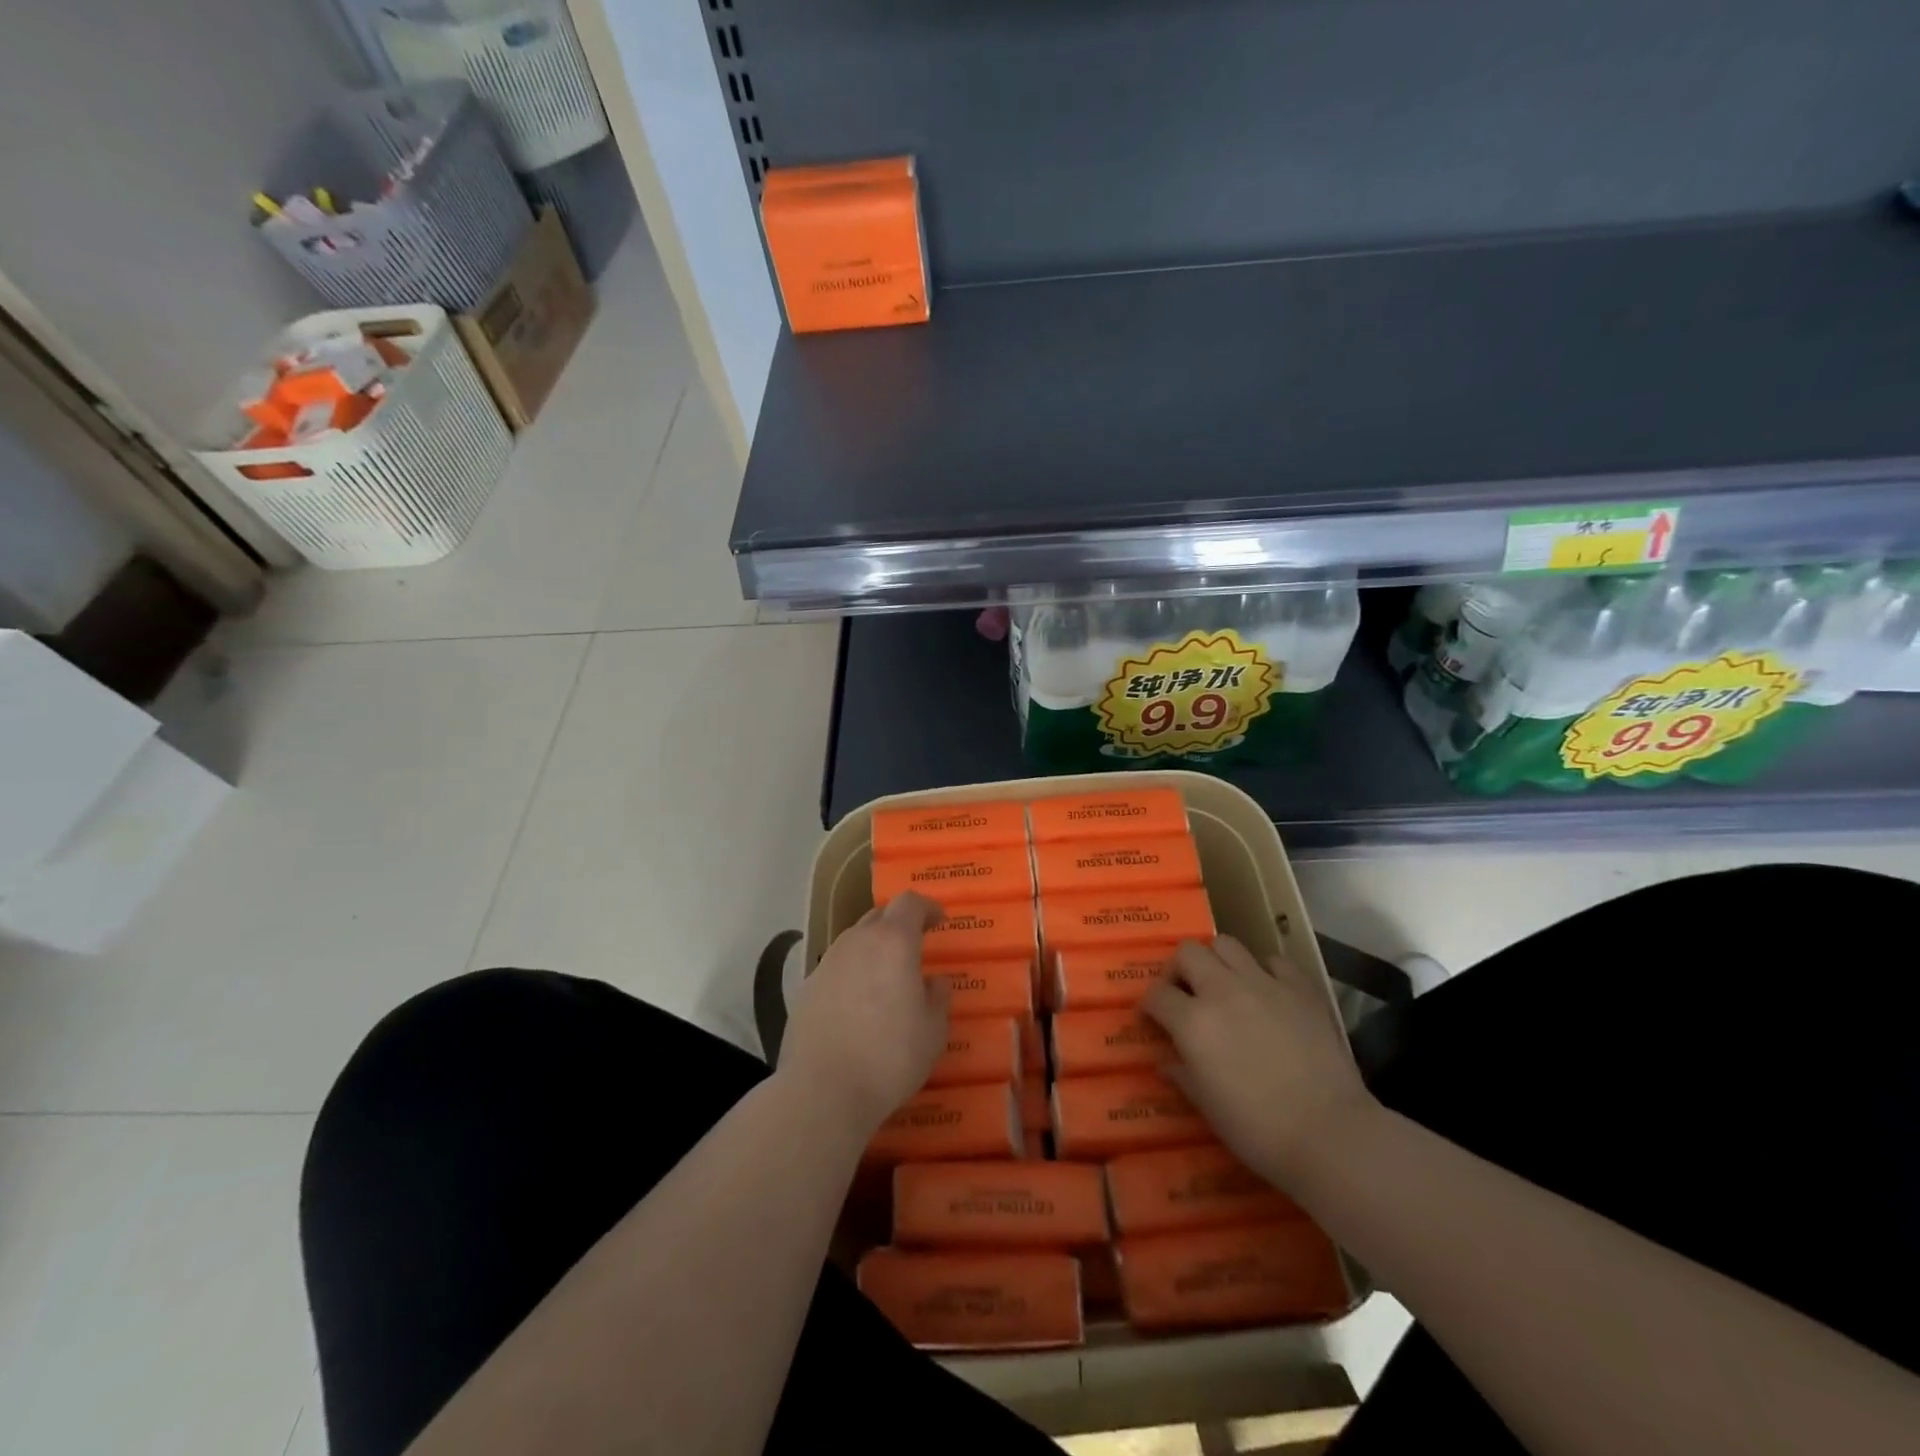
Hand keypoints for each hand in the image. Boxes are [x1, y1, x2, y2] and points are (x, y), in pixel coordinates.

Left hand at [777, 892, 951, 1134]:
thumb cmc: (890, 1056)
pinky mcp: (806, 989)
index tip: (939, 920)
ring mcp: (827, 963)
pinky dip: (851, 975)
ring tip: (886, 979)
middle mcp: (857, 942)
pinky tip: (857, 1006)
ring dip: (873, 950)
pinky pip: (836, 969)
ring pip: (854, 942)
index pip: (910, 903)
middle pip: (879, 917)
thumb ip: (938, 998)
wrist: (822, 1090)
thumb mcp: (933, 1031)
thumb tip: (935, 981)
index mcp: (893, 942)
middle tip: (914, 946)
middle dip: (899, 925)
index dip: (927, 907)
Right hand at [1142, 936, 1376, 1188]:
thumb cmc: (1258, 1129)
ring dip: (1217, 961)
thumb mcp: (1207, 1107)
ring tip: (1224, 985)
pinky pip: (1275, 962)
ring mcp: (1264, 984)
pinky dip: (1265, 971)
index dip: (1150, 1004)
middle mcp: (1222, 991)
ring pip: (1227, 944)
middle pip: (1187, 952)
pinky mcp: (1300, 989)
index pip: (1156, 994)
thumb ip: (1181, 1074)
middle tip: (1186, 993)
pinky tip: (1267, 992)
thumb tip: (1165, 1060)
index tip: (1153, 1017)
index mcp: (1193, 1022)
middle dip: (1179, 969)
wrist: (1330, 1134)